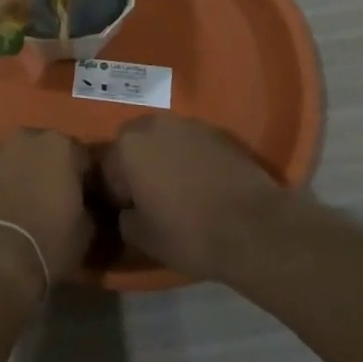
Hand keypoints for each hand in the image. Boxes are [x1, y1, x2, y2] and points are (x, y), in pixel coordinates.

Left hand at [0, 128, 92, 291]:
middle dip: (55, 170)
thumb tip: (84, 206)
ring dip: (28, 173)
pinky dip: (7, 183)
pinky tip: (10, 206)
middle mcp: (29, 137)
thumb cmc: (49, 239)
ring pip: (22, 158)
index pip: (83, 158)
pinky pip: (1, 172)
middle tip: (59, 199)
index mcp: (62, 145)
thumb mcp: (86, 229)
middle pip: (49, 151)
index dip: (87, 180)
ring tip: (32, 203)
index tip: (87, 200)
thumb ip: (88, 206)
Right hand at [103, 115, 290, 280]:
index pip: (107, 168)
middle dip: (138, 167)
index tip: (129, 213)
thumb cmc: (188, 232)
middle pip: (135, 145)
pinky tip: (204, 185)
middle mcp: (154, 124)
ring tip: (180, 190)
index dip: (116, 194)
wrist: (254, 227)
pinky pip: (193, 145)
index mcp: (127, 145)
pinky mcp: (219, 133)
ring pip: (165, 141)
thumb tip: (128, 211)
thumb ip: (124, 218)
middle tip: (152, 198)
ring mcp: (189, 125)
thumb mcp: (142, 237)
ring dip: (165, 159)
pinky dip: (192, 159)